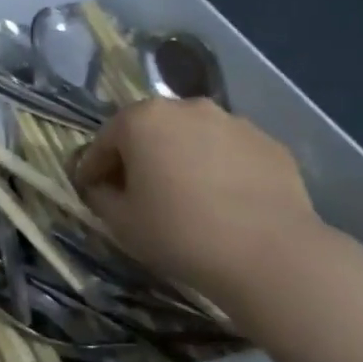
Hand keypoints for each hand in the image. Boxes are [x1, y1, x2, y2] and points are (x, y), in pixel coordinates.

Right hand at [75, 98, 328, 313]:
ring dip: (181, 158)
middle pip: (150, 130)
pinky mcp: (268, 142)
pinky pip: (229, 152)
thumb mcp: (121, 222)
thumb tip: (102, 187)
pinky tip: (224, 202)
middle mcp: (186, 108)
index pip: (105, 141)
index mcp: (142, 119)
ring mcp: (232, 121)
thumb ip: (100, 196)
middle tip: (138, 192)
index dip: (94, 168)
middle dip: (139, 157)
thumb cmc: (180, 232)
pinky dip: (219, 168)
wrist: (271, 254)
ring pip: (192, 137)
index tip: (91, 191)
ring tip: (185, 197)